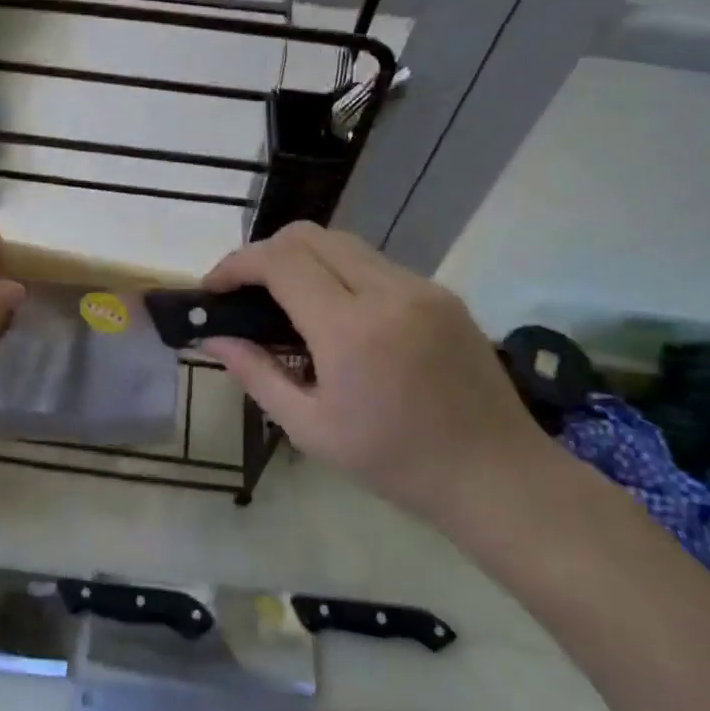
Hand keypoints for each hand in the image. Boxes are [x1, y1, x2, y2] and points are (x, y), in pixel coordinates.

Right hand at [198, 222, 551, 521]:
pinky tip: (335, 313)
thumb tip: (213, 339)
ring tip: (285, 300)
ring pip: (342, 243)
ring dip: (302, 259)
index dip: (237, 264)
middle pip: (308, 236)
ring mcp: (420, 287)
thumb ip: (256, 374)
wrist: (496, 474)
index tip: (213, 287)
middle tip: (244, 291)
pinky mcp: (441, 292)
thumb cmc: (395, 462)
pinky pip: (375, 263)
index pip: (280, 262)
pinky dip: (339, 271)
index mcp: (350, 330)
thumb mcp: (310, 428)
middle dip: (264, 253)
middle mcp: (387, 292)